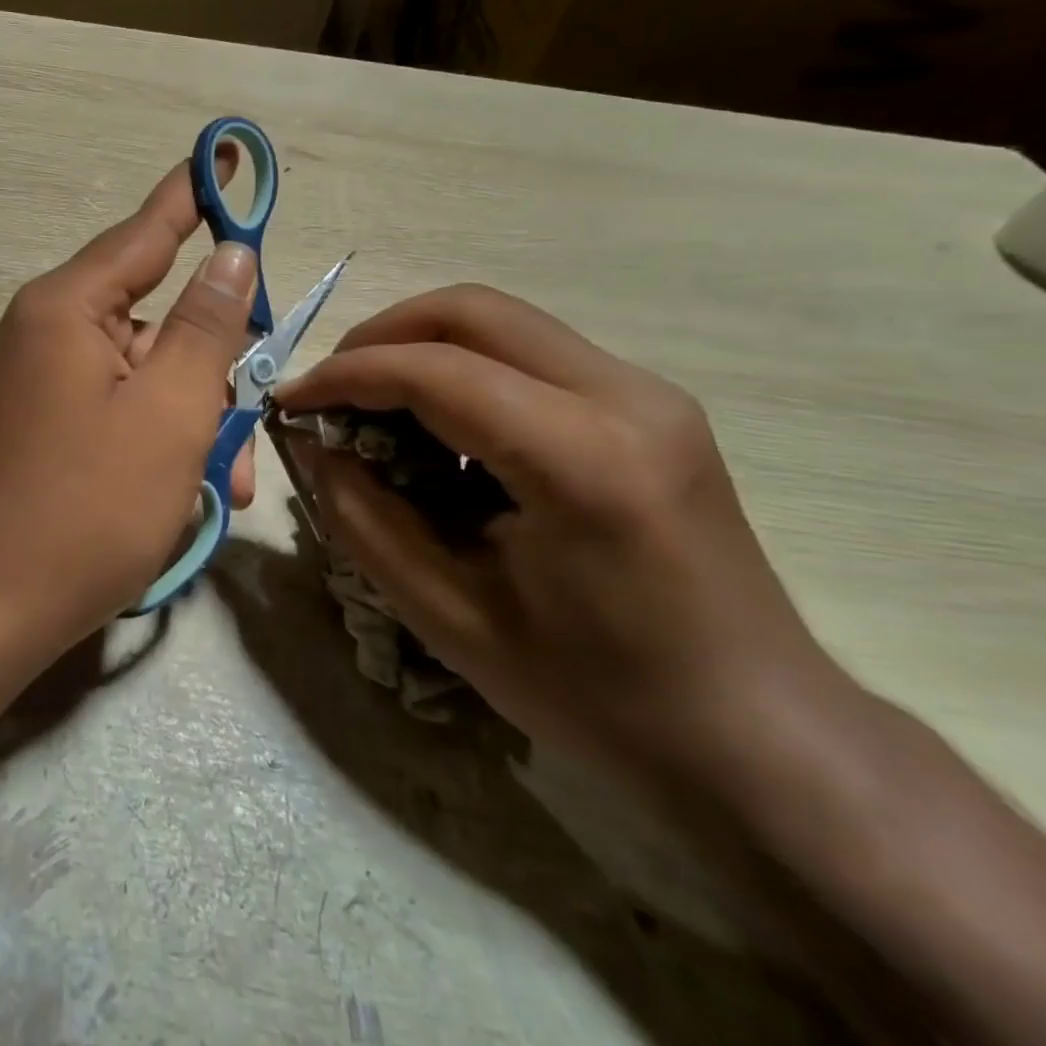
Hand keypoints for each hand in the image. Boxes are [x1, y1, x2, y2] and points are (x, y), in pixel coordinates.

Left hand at [0, 161, 257, 654]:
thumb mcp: (169, 412)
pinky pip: (116, 412)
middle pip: (153, 319)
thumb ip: (205, 326)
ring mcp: (38, 383)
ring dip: (193, 421)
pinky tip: (183, 496)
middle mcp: (45, 332)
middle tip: (249, 426)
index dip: (193, 194)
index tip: (223, 152)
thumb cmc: (85, 508)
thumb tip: (231, 256)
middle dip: (212, 370)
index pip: (146, 232)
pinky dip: (157, 442)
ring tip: (224, 487)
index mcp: (67, 308)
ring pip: (143, 376)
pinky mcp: (40, 428)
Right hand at [276, 284, 846, 788]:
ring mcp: (648, 393)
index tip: (288, 400)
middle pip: (471, 310)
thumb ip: (365, 519)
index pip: (434, 371)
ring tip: (375, 411)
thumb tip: (319, 448)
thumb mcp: (449, 618)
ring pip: (501, 321)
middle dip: (380, 337)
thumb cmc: (598, 695)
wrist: (757, 735)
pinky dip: (464, 371)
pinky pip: (530, 353)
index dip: (344, 375)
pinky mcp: (649, 404)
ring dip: (420, 349)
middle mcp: (626, 398)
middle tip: (330, 390)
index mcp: (582, 461)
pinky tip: (442, 433)